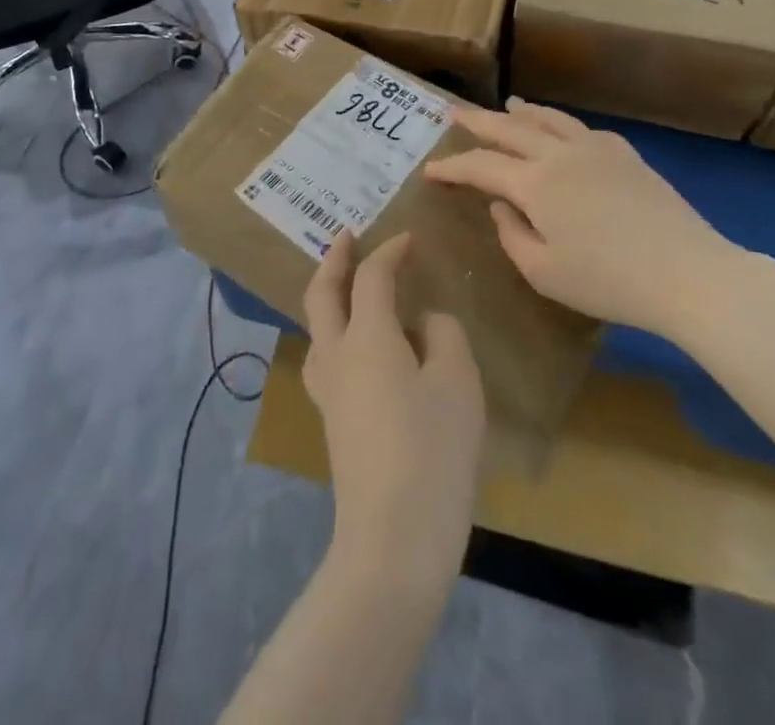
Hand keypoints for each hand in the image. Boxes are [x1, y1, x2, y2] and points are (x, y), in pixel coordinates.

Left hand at [302, 233, 484, 588]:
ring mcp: (328, 390)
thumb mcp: (457, 383)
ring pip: (316, 326)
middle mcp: (337, 354)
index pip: (371, 276)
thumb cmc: (432, 451)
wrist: (393, 538)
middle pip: (322, 293)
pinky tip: (359, 345)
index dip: (389, 251)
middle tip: (345, 236)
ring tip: (347, 285)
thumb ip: (443, 335)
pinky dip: (336, 330)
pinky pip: (326, 356)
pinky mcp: (332, 420)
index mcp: (366, 336)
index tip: (408, 238)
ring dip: (327, 294)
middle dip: (333, 259)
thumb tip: (423, 322)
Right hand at [422, 99, 745, 341]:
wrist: (689, 273)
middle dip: (477, 120)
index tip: (429, 170)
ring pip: (549, 119)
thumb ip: (512, 235)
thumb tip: (502, 205)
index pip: (480, 166)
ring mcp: (596, 149)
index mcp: (536, 183)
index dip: (451, 167)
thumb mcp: (544, 273)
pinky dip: (560, 123)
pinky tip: (561, 129)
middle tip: (453, 113)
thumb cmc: (609, 282)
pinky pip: (582, 128)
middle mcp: (560, 154)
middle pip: (509, 128)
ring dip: (521, 112)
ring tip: (507, 105)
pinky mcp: (626, 155)